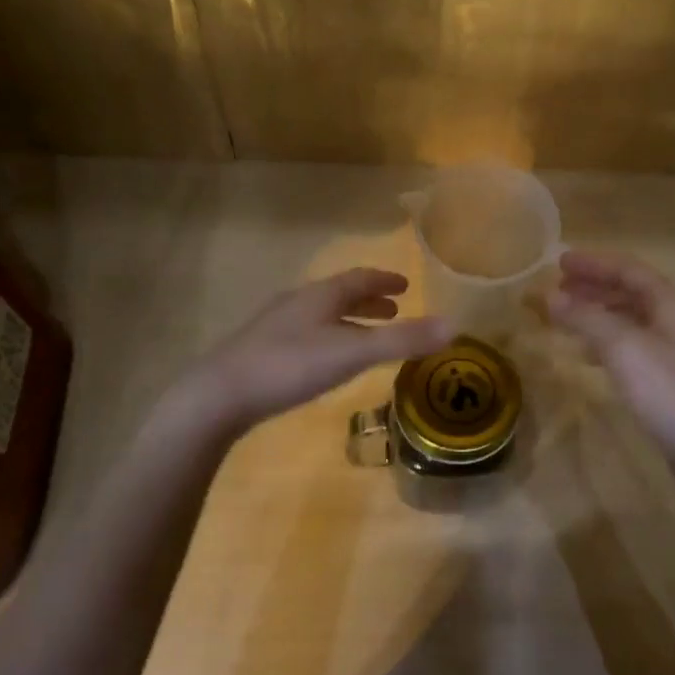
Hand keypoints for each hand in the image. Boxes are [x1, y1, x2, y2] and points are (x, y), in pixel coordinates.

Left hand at [171, 268, 453, 438]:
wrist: (219, 395)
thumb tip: (454, 325)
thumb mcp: (352, 353)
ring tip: (366, 336)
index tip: (406, 285)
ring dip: (348, 320)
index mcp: (320, 296)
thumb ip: (402, 341)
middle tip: (394, 309)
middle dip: (369, 300)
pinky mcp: (261, 352)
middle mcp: (298, 304)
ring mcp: (275, 327)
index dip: (385, 280)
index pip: (359, 278)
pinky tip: (325, 362)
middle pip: (339, 295)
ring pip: (321, 315)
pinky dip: (329, 338)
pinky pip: (306, 335)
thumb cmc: (290, 366)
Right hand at [546, 250, 674, 492]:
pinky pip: (633, 347)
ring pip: (631, 321)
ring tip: (567, 318)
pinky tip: (589, 357)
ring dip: (598, 315)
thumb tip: (550, 296)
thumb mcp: (624, 348)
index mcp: (671, 304)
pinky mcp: (672, 380)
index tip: (559, 262)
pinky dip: (607, 343)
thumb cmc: (671, 391)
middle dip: (594, 287)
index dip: (594, 263)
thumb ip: (587, 318)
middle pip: (631, 292)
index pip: (629, 270)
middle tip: (559, 288)